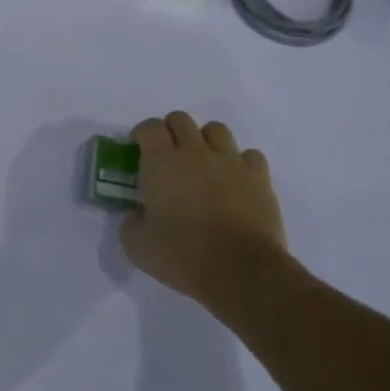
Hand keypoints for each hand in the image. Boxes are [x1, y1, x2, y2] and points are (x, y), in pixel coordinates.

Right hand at [120, 112, 288, 307]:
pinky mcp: (259, 178)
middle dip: (170, 131)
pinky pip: (249, 155)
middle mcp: (196, 152)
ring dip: (205, 140)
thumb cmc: (183, 256)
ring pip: (216, 129)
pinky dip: (239, 162)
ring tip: (202, 162)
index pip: (149, 127)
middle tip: (167, 155)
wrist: (242, 271)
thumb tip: (136, 216)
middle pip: (181, 119)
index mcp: (162, 163)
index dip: (141, 133)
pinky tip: (234, 180)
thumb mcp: (137, 246)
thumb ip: (130, 223)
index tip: (138, 149)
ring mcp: (231, 162)